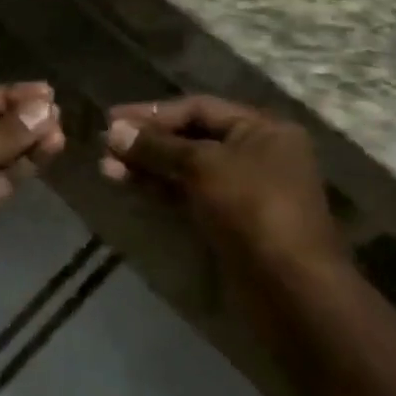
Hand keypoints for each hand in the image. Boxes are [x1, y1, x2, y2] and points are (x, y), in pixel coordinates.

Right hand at [100, 95, 343, 280]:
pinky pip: (190, 195)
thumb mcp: (202, 166)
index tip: (112, 119)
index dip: (154, 112)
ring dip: (148, 166)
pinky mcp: (231, 221)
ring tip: (106, 168)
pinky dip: (161, 188)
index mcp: (262, 129)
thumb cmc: (252, 209)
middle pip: (192, 137)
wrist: (290, 288)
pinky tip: (129, 185)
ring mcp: (244, 190)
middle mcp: (256, 154)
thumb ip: (156, 146)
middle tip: (105, 145)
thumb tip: (113, 131)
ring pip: (187, 168)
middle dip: (147, 141)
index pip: (199, 107)